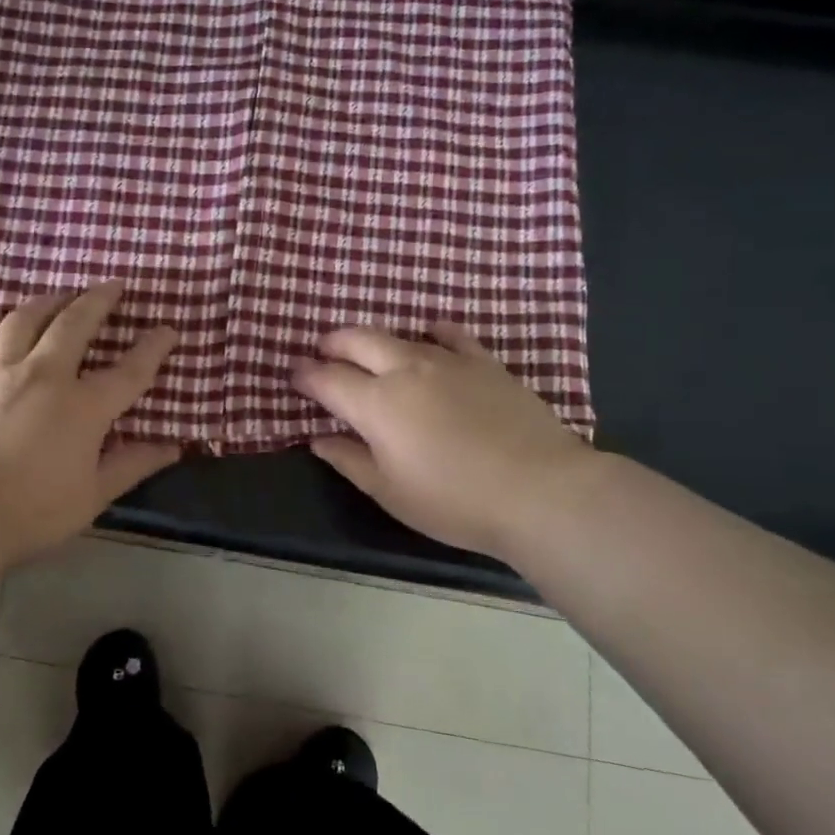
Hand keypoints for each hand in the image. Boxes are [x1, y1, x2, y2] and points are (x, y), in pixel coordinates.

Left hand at [0, 282, 181, 565]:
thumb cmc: (32, 512)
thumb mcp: (93, 496)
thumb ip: (132, 465)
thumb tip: (172, 448)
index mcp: (82, 407)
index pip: (129, 370)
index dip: (153, 347)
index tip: (167, 330)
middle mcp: (42, 376)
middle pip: (74, 324)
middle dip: (98, 300)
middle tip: (112, 286)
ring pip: (22, 320)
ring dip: (46, 302)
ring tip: (58, 296)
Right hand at [292, 325, 593, 559]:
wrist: (540, 490)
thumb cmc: (454, 501)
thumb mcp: (390, 492)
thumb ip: (349, 460)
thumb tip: (318, 439)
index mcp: (376, 404)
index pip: (327, 379)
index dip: (306, 375)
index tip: (294, 374)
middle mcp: (405, 370)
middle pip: (357, 341)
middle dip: (333, 343)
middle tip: (323, 352)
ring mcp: (447, 361)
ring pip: (399, 335)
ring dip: (374, 340)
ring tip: (368, 352)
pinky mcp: (484, 362)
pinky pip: (450, 335)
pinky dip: (431, 333)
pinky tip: (430, 337)